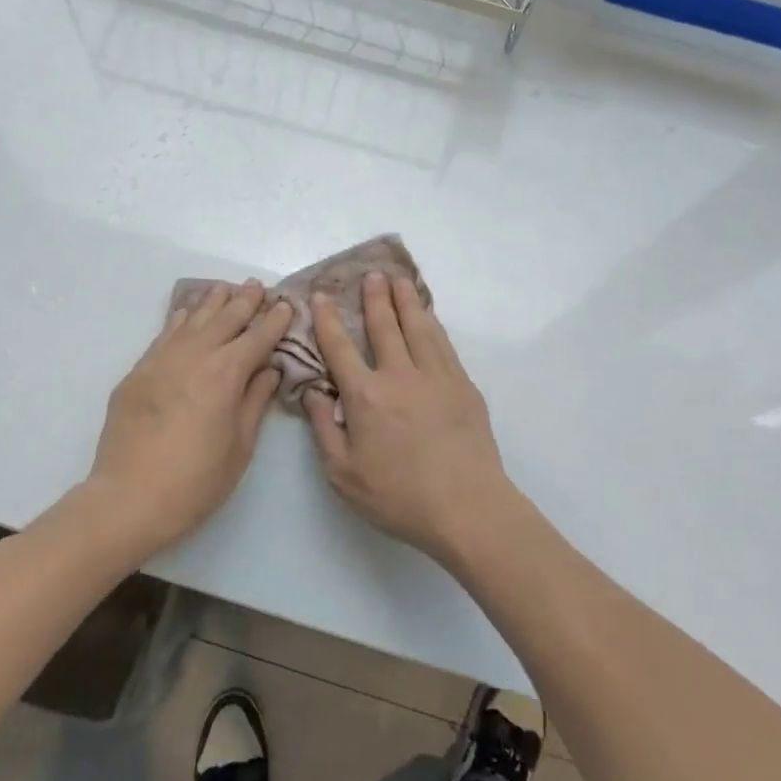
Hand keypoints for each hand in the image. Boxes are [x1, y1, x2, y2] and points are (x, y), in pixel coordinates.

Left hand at [89, 281, 292, 553]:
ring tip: (226, 289)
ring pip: (192, 320)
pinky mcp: (138, 372)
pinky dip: (180, 320)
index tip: (286, 305)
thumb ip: (255, 401)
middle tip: (257, 286)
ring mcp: (161, 360)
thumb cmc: (196, 480)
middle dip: (245, 301)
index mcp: (226, 374)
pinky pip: (164, 335)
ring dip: (212, 303)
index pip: (257, 338)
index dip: (274, 321)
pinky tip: (186, 313)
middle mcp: (194, 356)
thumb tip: (269, 370)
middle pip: (224, 319)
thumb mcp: (240, 446)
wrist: (129, 498)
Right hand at [302, 273, 510, 559]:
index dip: (328, 320)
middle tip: (370, 274)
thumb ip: (323, 429)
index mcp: (366, 397)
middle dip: (374, 298)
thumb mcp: (343, 474)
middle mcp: (400, 376)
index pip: (341, 348)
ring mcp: (436, 377)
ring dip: (407, 301)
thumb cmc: (399, 497)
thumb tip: (313, 391)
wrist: (467, 507)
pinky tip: (429, 317)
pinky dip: (433, 324)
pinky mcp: (463, 386)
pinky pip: (444, 344)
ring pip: (419, 327)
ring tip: (400, 280)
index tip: (320, 296)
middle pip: (385, 327)